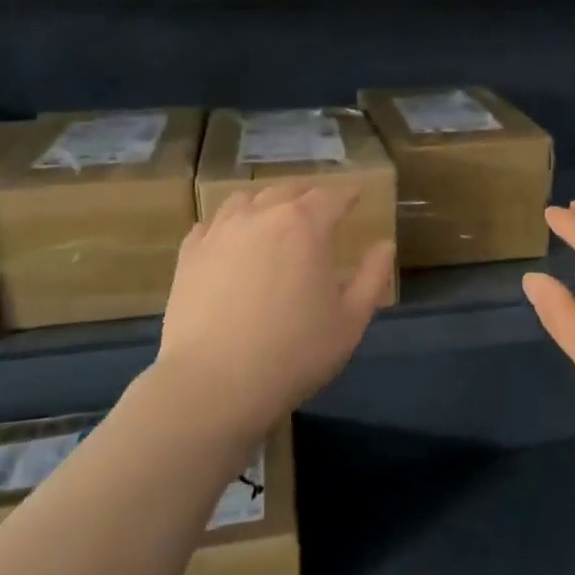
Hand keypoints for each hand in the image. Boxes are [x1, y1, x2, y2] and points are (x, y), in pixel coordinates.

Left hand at [155, 184, 394, 434]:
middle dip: (308, 195)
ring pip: (245, 200)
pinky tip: (232, 238)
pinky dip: (229, 223)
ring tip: (274, 215)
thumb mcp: (350, 320)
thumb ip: (372, 277)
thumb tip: (384, 245)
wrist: (214, 382)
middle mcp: (260, 216)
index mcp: (305, 226)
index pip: (330, 197)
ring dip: (266, 202)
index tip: (356, 196)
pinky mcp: (189, 255)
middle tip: (319, 207)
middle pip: (287, 191)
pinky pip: (211, 224)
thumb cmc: (294, 352)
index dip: (347, 195)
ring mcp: (219, 233)